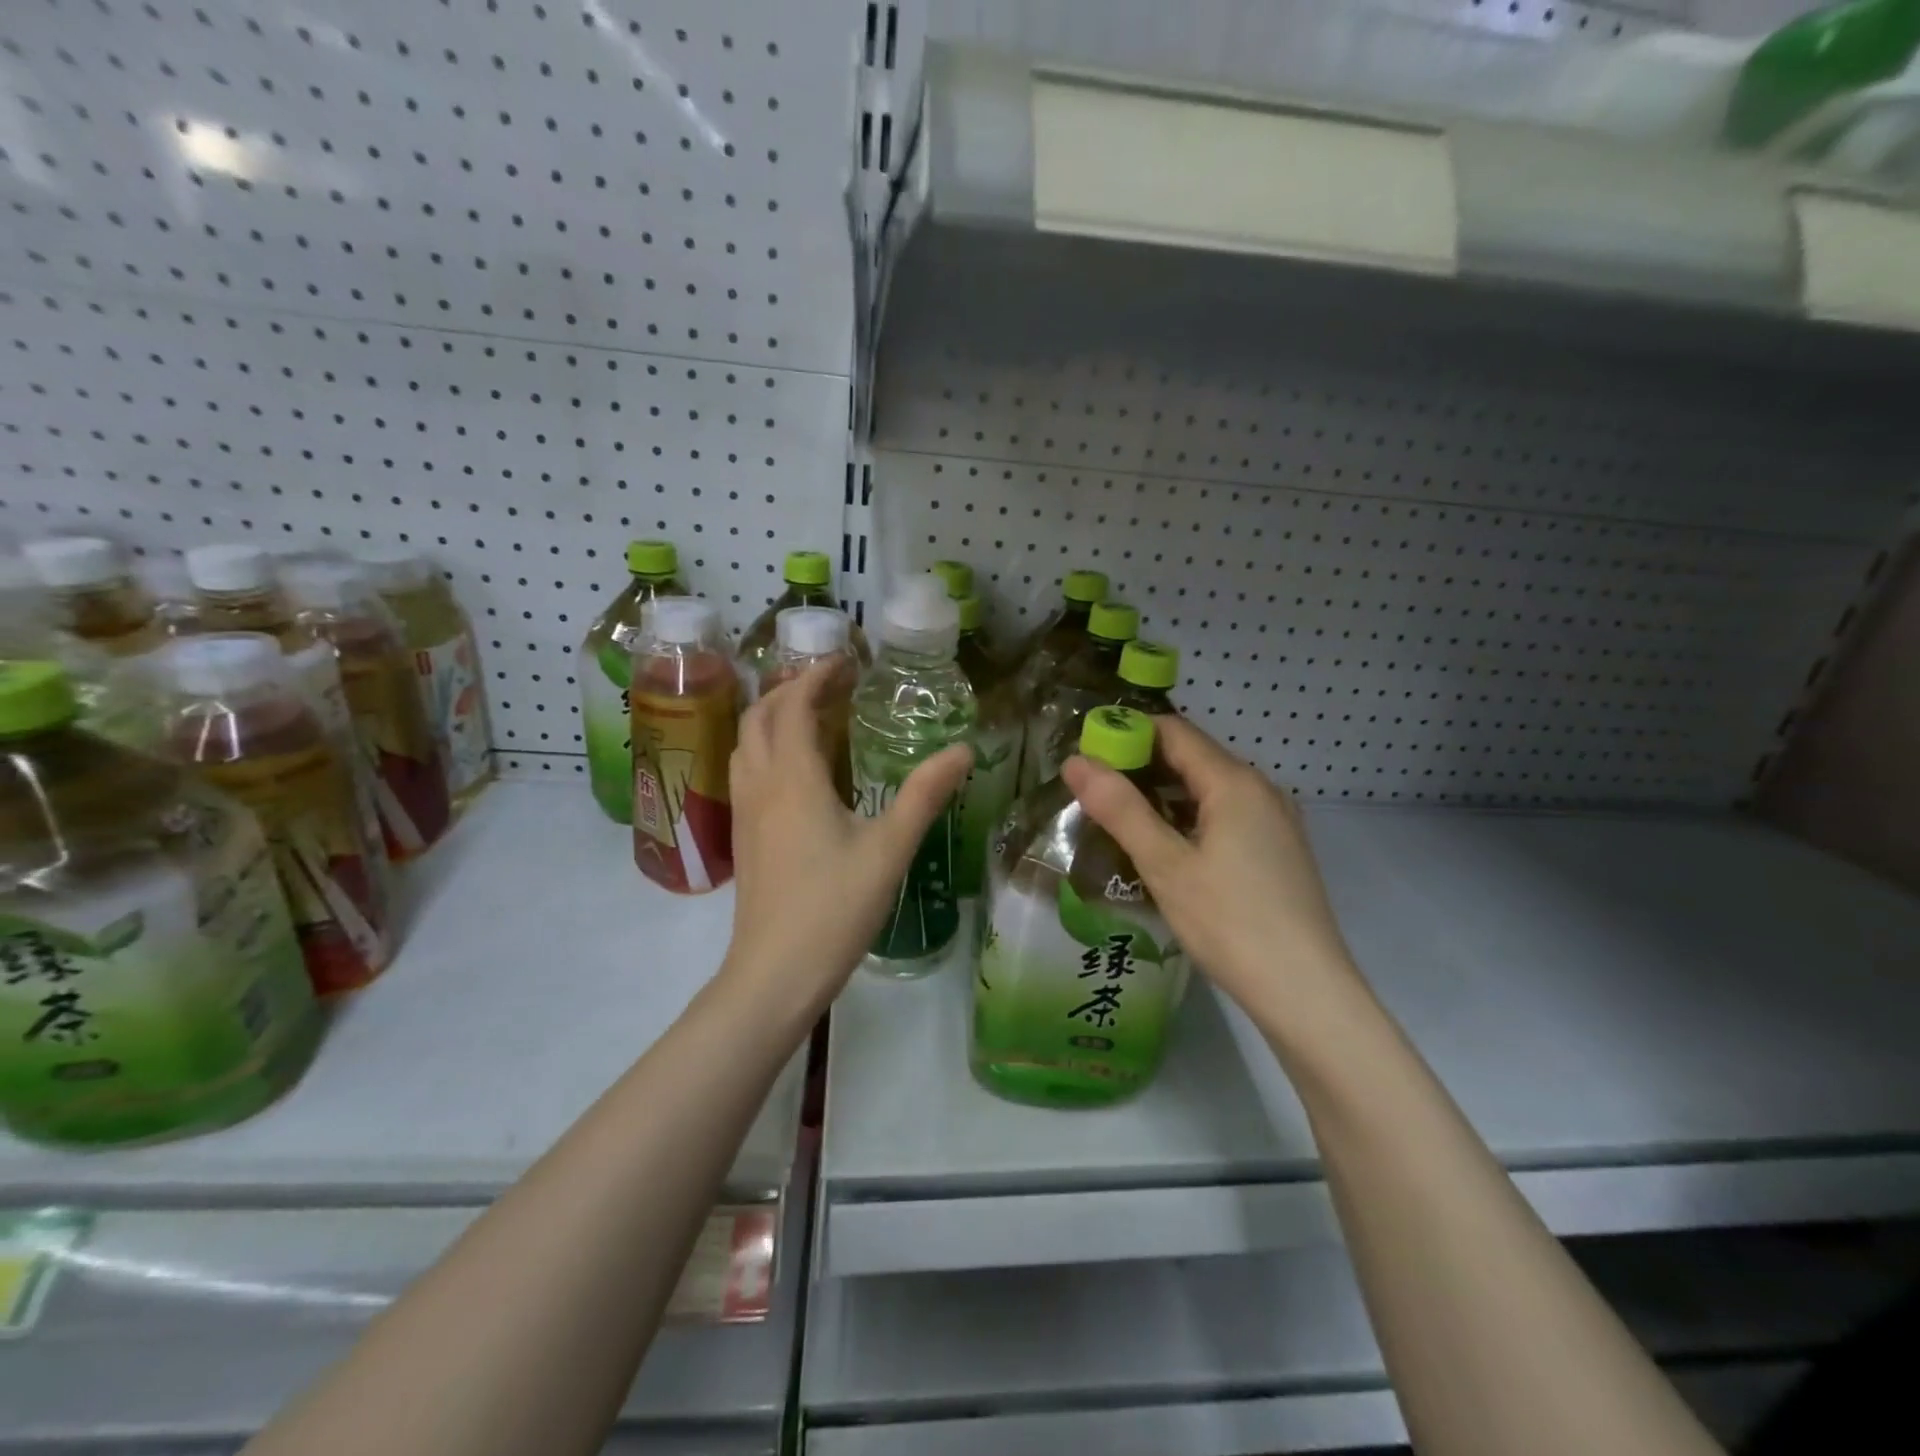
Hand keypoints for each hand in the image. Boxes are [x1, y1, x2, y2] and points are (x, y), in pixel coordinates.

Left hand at [722, 661, 971, 1020]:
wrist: (774, 972)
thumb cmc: (834, 907)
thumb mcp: (889, 849)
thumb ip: (924, 795)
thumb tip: (962, 750)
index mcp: (793, 778)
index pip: (794, 706)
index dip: (816, 677)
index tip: (846, 662)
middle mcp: (760, 785)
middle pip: (760, 716)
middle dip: (790, 689)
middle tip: (831, 684)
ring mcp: (745, 812)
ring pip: (745, 743)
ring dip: (772, 717)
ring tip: (810, 715)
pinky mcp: (744, 836)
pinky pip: (746, 771)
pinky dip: (765, 747)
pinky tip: (795, 770)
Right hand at [1061, 714, 1359, 1017]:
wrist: (1306, 993)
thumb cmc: (1231, 924)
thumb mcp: (1165, 865)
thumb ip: (1120, 809)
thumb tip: (1076, 761)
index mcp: (1235, 783)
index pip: (1173, 731)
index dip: (1126, 733)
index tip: (1086, 754)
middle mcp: (1261, 789)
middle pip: (1192, 757)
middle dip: (1140, 765)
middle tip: (1092, 789)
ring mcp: (1274, 821)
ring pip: (1208, 789)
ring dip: (1163, 794)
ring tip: (1118, 817)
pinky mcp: (1277, 850)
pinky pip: (1225, 815)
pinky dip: (1189, 818)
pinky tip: (1164, 846)